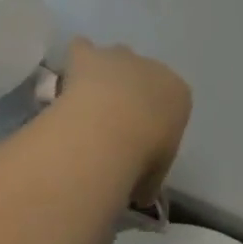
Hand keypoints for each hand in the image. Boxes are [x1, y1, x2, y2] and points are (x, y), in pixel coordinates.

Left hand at [59, 38, 191, 202]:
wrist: (112, 128)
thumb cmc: (143, 154)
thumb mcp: (154, 175)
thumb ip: (148, 178)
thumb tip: (139, 193)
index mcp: (178, 94)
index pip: (170, 100)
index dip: (154, 117)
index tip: (139, 138)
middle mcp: (153, 68)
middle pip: (143, 73)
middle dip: (131, 88)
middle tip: (113, 118)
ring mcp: (121, 58)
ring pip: (115, 56)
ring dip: (105, 72)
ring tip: (88, 98)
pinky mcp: (89, 56)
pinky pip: (82, 49)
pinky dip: (75, 59)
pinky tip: (64, 76)